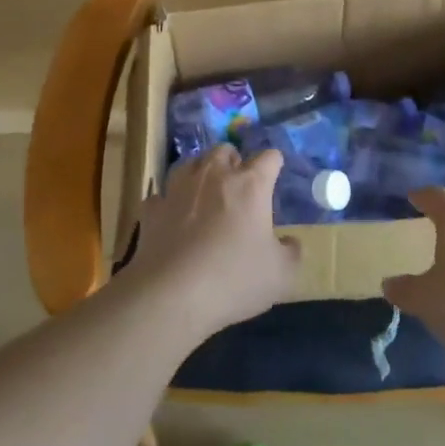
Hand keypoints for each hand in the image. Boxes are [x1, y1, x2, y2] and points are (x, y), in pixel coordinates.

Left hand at [127, 144, 300, 341]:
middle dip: (233, 160)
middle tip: (238, 184)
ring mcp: (178, 189)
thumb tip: (290, 242)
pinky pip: (161, 196)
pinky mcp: (153, 209)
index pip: (269, 157)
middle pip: (224, 150)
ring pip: (190, 163)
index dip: (274, 164)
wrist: (172, 295)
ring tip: (205, 192)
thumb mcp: (281, 275)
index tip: (275, 175)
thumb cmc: (234, 279)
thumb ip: (291, 253)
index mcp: (250, 185)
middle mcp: (213, 176)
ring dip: (200, 172)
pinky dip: (168, 203)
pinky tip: (172, 218)